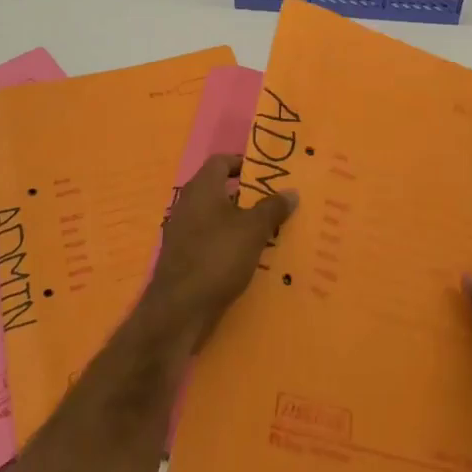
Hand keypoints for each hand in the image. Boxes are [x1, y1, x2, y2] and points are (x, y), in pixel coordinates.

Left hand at [139, 154, 296, 348]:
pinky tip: (249, 258)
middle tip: (274, 202)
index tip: (266, 174)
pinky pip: (210, 241)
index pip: (220, 161)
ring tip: (269, 231)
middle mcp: (188, 205)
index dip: (243, 163)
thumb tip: (291, 191)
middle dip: (247, 195)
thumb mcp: (253, 230)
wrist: (179, 309)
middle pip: (219, 190)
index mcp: (202, 189)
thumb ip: (273, 208)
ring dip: (239, 222)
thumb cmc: (218, 257)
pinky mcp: (183, 258)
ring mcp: (182, 232)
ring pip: (216, 218)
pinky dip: (228, 244)